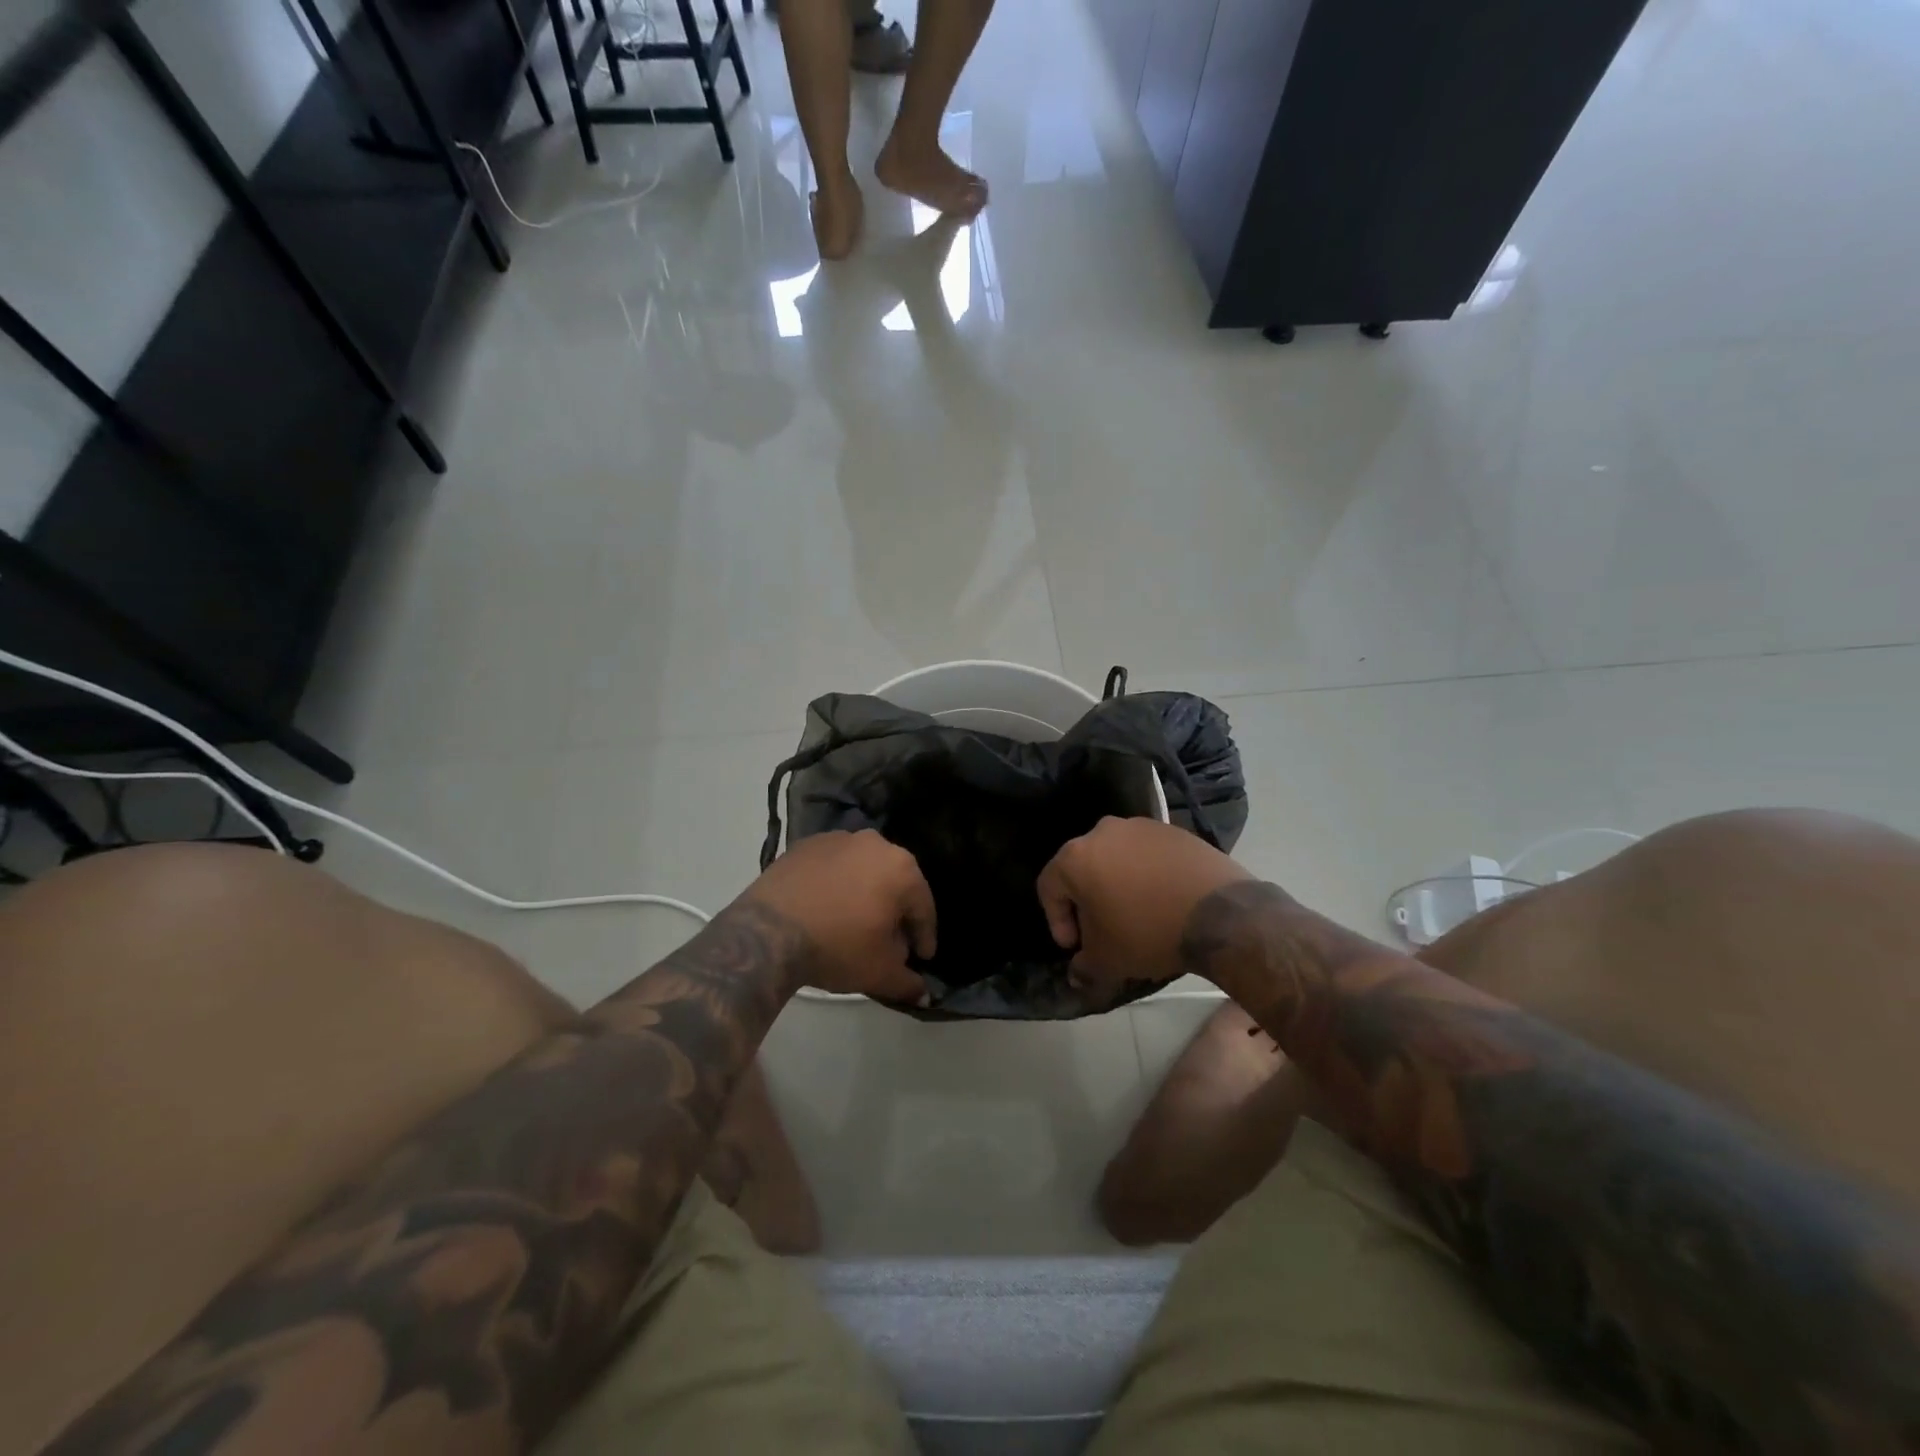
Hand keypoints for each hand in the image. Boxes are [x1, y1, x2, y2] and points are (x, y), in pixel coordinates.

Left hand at [741, 830, 933, 1003]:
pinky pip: (833, 866)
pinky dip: (836, 884)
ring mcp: (839, 839)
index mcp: (902, 868)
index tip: (921, 958)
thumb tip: (923, 994)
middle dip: (895, 912)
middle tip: (889, 942)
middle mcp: (875, 843)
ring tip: (854, 924)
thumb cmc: (837, 947)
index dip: (924, 937)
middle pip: (895, 883)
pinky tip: (826, 908)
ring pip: (864, 870)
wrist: (768, 931)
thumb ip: (908, 982)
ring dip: (865, 894)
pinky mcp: (807, 844)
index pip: (923, 908)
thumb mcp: (880, 973)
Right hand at [1036, 817, 1253, 999]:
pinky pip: (1146, 855)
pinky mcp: (1172, 830)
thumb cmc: (1148, 931)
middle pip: (1082, 869)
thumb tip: (1077, 975)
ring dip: (1117, 886)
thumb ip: (1083, 966)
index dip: (1057, 920)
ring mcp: (1140, 826)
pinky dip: (1146, 875)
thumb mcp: (1108, 959)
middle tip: (1102, 932)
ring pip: (1115, 859)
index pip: (1049, 887)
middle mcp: (1103, 831)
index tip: (1075, 947)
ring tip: (1136, 916)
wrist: (1219, 912)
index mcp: (1076, 856)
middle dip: (1087, 902)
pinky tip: (1162, 900)